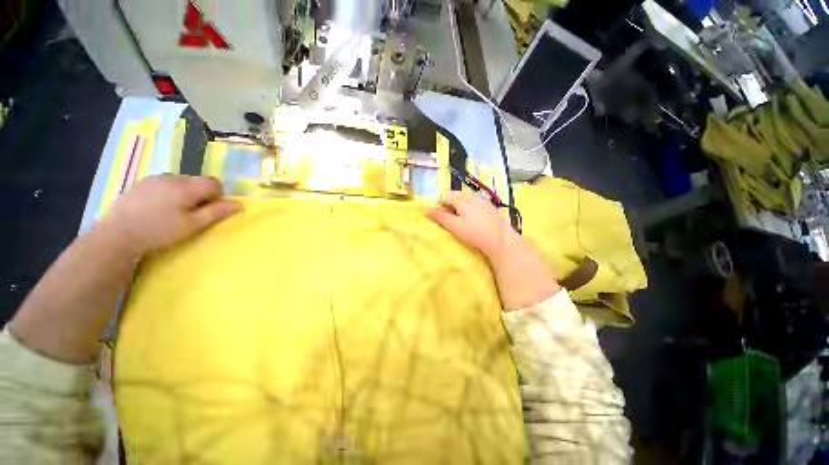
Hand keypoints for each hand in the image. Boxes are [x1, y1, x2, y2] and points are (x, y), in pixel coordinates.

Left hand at [99, 175, 240, 257]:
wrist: (117, 234)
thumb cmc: (159, 231)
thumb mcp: (192, 225)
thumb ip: (216, 212)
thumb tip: (239, 205)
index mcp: (187, 187)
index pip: (214, 182)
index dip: (217, 195)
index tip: (208, 210)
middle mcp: (172, 177)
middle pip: (197, 181)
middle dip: (200, 195)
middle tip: (190, 214)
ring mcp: (154, 178)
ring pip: (180, 182)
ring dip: (183, 193)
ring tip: (171, 212)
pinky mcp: (140, 183)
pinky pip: (164, 183)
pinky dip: (168, 193)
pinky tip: (156, 208)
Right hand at [426, 191, 514, 263]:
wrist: (501, 240)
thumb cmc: (475, 234)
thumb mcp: (455, 226)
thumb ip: (440, 217)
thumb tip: (426, 210)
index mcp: (461, 199)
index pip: (444, 195)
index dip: (439, 205)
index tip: (440, 217)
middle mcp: (471, 195)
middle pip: (455, 196)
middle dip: (449, 205)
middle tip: (451, 221)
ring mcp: (482, 199)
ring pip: (465, 199)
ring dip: (459, 207)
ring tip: (462, 222)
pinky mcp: (489, 206)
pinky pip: (474, 203)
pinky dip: (469, 209)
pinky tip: (474, 221)